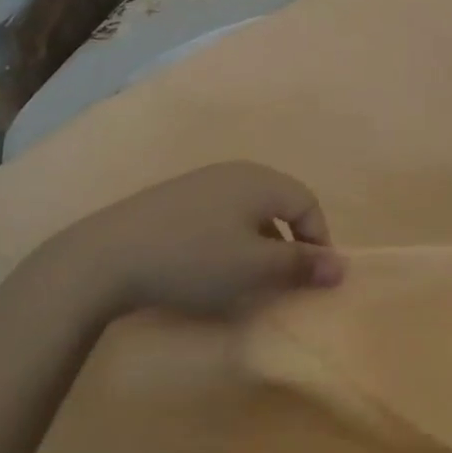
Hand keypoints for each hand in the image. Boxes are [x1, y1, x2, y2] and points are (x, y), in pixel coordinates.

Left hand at [51, 162, 345, 318]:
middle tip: (283, 280)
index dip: (318, 240)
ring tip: (247, 278)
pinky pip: (220, 214)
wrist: (108, 255)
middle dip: (289, 243)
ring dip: (259, 243)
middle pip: (279, 203)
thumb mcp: (254, 268)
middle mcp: (235, 172)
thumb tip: (343, 265)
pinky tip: (209, 266)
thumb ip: (301, 266)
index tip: (313, 278)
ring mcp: (202, 181)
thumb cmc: (194, 259)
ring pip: (248, 210)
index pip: (308, 203)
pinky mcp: (175, 198)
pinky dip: (229, 239)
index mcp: (261, 180)